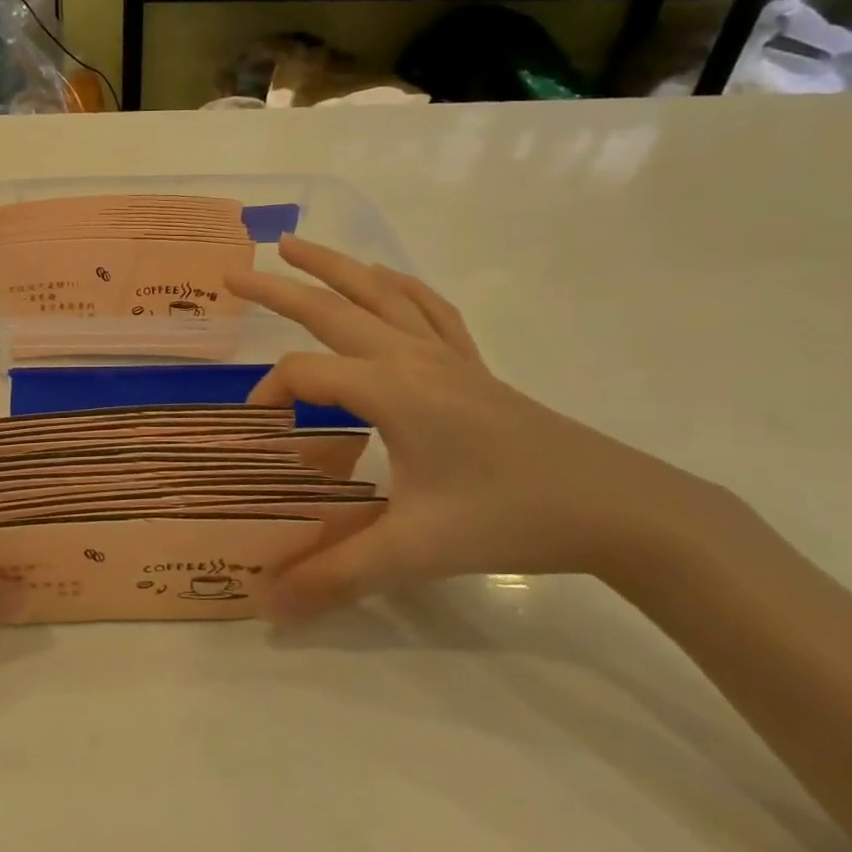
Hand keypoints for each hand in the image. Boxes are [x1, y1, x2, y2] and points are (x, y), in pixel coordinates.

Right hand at [226, 238, 732, 618]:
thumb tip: (266, 606)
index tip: (256, 431)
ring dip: (334, 266)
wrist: (617, 507)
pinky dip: (398, 286)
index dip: (269, 396)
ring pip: (380, 293)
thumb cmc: (509, 518)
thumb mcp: (414, 551)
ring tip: (296, 245)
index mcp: (390, 389)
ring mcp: (446, 356)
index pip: (304, 375)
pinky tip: (386, 279)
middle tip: (234, 272)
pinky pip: (428, 309)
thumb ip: (334, 576)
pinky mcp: (472, 366)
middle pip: (332, 308)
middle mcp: (411, 357)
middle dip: (278, 288)